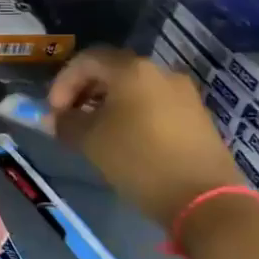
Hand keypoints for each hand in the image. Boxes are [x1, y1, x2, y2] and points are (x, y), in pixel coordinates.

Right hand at [48, 47, 246, 226]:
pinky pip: (154, 104)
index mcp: (132, 70)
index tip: (54, 112)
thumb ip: (66, 123)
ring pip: (134, 89)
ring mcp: (183, 93)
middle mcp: (160, 72)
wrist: (204, 198)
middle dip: (84, 92)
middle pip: (112, 71)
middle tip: (70, 120)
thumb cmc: (138, 160)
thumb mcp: (91, 141)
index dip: (63, 82)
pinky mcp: (196, 116)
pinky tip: (125, 141)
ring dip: (107, 105)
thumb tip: (55, 118)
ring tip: (95, 133)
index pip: (87, 60)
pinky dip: (131, 114)